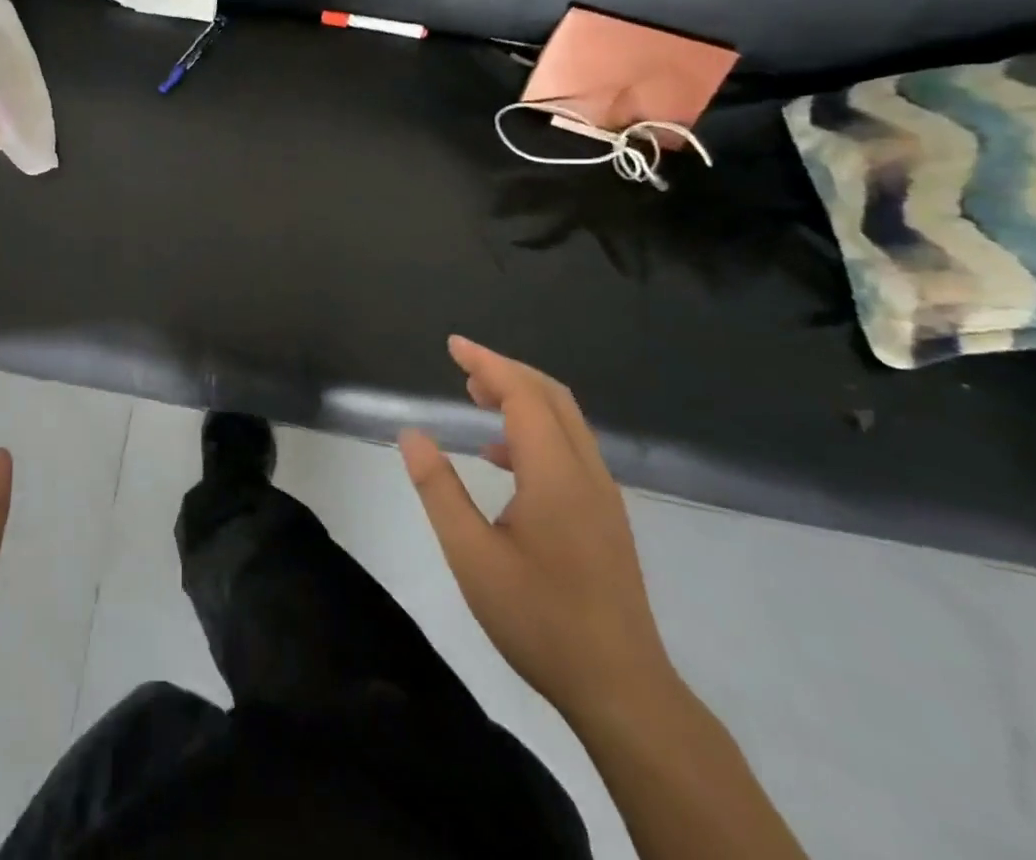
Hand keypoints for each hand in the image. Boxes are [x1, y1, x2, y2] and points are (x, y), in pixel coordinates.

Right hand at [399, 336, 674, 725]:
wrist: (623, 691)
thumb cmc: (540, 620)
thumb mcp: (472, 556)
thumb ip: (439, 489)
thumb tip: (412, 435)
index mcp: (555, 474)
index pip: (523, 394)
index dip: (487, 363)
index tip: (453, 345)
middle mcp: (586, 473)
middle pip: (551, 397)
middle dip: (506, 371)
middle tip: (462, 366)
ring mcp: (603, 496)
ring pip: (566, 421)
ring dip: (523, 397)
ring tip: (478, 398)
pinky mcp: (606, 517)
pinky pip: (571, 447)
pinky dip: (536, 429)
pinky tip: (502, 459)